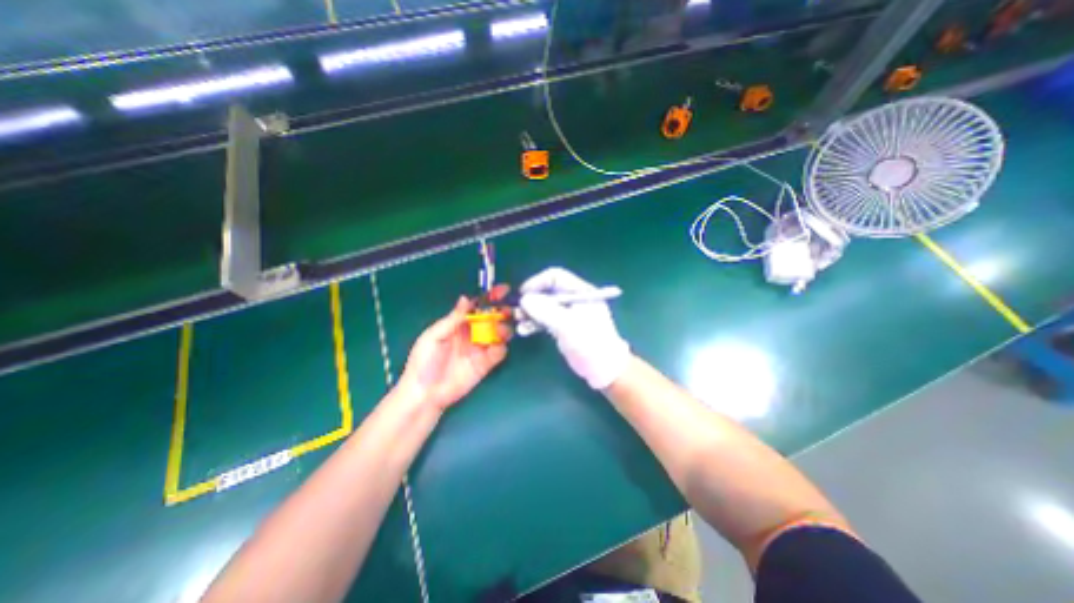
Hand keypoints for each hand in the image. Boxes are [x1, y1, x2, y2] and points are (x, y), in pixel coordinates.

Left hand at [398, 295, 510, 410]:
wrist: (425, 393)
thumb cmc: (424, 362)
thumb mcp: (434, 336)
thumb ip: (453, 318)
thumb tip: (466, 298)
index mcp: (458, 323)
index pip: (477, 306)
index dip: (490, 297)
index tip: (502, 290)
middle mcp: (472, 333)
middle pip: (492, 318)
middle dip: (501, 312)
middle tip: (506, 311)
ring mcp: (480, 348)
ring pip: (499, 333)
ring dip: (503, 329)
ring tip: (501, 331)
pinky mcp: (486, 364)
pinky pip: (499, 352)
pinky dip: (501, 348)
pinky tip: (495, 348)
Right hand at [519, 265, 630, 388]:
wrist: (604, 369)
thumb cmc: (590, 343)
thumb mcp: (567, 325)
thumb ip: (545, 310)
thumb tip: (524, 299)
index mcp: (581, 291)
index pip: (556, 277)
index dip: (537, 282)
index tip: (523, 294)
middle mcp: (574, 299)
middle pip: (547, 291)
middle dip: (531, 299)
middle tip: (518, 311)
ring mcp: (568, 313)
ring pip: (544, 306)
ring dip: (530, 312)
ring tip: (518, 321)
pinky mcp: (563, 327)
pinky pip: (545, 319)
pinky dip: (534, 323)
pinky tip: (524, 331)